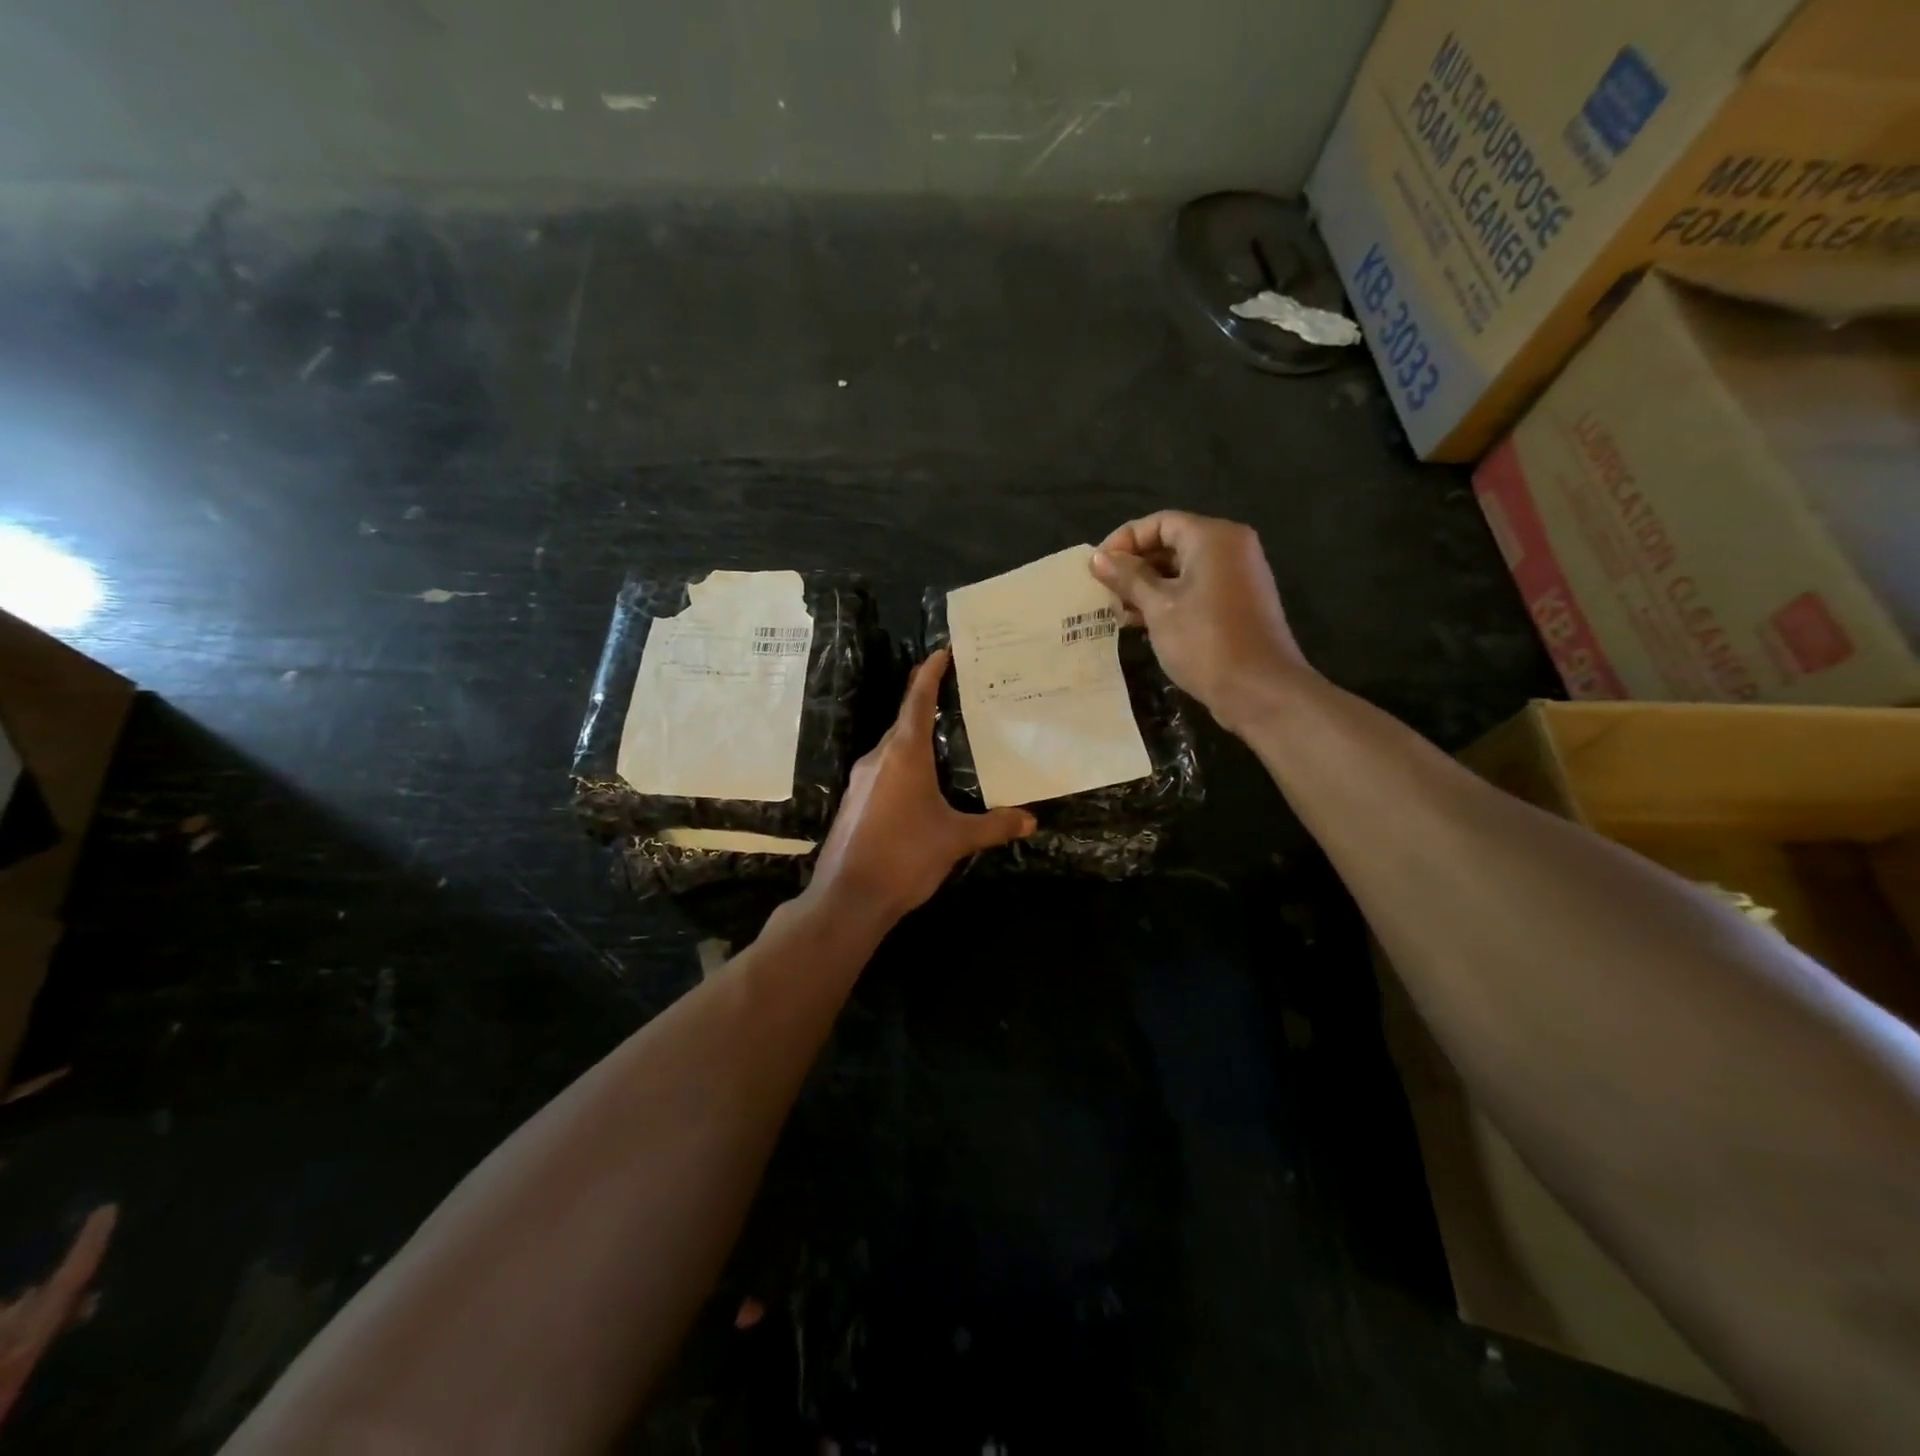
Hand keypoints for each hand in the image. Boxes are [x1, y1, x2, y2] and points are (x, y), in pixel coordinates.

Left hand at [808, 648, 1035, 924]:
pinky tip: (921, 790)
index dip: (930, 674)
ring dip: (916, 743)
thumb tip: (1031, 819)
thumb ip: (994, 826)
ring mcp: (860, 781)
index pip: (917, 701)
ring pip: (893, 751)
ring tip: (946, 746)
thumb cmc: (905, 857)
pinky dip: (904, 768)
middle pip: (904, 724)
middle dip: (928, 709)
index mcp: (904, 755)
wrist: (848, 898)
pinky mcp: (853, 802)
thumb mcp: (956, 839)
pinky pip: (883, 773)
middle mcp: (878, 759)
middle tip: (958, 704)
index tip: (941, 653)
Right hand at [1089, 511, 1311, 733]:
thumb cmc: (1205, 641)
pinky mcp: (1237, 604)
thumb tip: (1098, 557)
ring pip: (1182, 569)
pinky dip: (1168, 601)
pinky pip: (1196, 589)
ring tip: (1120, 614)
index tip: (1097, 568)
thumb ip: (1128, 577)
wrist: (1259, 690)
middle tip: (1105, 594)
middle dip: (1134, 567)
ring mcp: (1237, 577)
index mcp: (1213, 537)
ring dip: (1147, 588)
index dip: (1124, 541)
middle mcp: (1229, 548)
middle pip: (1171, 543)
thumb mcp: (1158, 606)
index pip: (1159, 523)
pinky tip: (1142, 624)